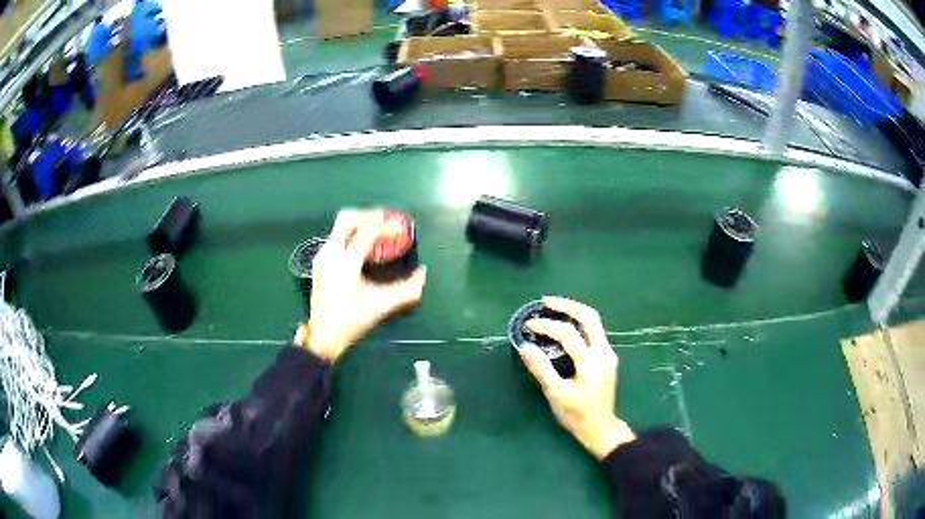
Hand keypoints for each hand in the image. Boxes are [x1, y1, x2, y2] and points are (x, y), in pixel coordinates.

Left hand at [294, 210, 426, 362]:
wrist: (323, 336)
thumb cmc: (352, 321)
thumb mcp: (383, 305)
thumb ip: (407, 290)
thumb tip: (422, 274)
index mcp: (345, 262)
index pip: (367, 230)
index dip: (387, 225)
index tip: (401, 228)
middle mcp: (331, 253)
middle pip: (348, 218)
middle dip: (370, 215)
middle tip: (388, 221)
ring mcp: (322, 256)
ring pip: (340, 226)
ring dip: (360, 223)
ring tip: (378, 231)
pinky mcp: (320, 262)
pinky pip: (337, 237)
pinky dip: (352, 234)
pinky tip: (364, 246)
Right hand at [519, 296, 634, 459]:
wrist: (601, 428)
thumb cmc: (576, 415)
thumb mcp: (556, 394)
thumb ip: (541, 369)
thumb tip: (525, 347)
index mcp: (591, 363)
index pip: (568, 334)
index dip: (546, 326)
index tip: (528, 325)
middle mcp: (604, 353)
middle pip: (589, 317)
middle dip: (567, 306)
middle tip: (546, 301)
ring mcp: (608, 354)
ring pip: (594, 322)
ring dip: (574, 312)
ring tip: (553, 307)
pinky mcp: (607, 357)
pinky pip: (594, 331)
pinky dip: (579, 323)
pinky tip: (565, 325)